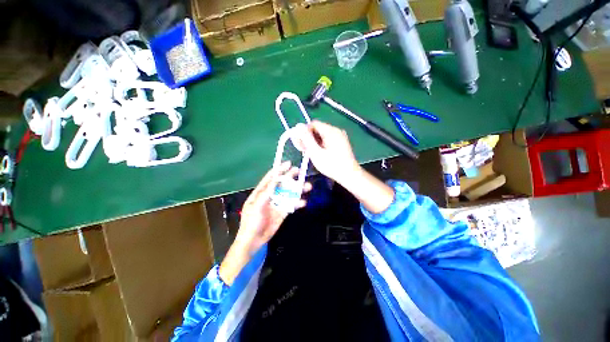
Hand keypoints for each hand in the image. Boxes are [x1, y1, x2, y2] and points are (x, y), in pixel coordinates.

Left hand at [219, 162, 310, 284]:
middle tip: (299, 171)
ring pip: (289, 194)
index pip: (271, 178)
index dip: (279, 170)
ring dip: (298, 190)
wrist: (254, 241)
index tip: (288, 164)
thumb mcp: (257, 206)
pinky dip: (298, 203)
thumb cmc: (252, 222)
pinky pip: (291, 205)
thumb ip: (267, 193)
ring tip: (307, 186)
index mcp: (261, 192)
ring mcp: (277, 203)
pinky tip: (303, 202)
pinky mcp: (283, 212)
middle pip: (282, 184)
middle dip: (290, 177)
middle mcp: (270, 196)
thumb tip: (276, 180)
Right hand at [293, 120, 360, 183]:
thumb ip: (306, 139)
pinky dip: (320, 144)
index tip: (299, 143)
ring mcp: (340, 136)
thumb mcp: (316, 153)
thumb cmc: (332, 165)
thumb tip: (298, 126)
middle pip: (318, 129)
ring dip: (313, 142)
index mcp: (331, 131)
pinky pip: (327, 139)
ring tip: (309, 153)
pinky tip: (317, 153)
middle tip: (302, 149)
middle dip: (308, 137)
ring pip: (322, 135)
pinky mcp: (341, 142)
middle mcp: (336, 130)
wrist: (350, 175)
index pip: (313, 124)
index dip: (304, 132)